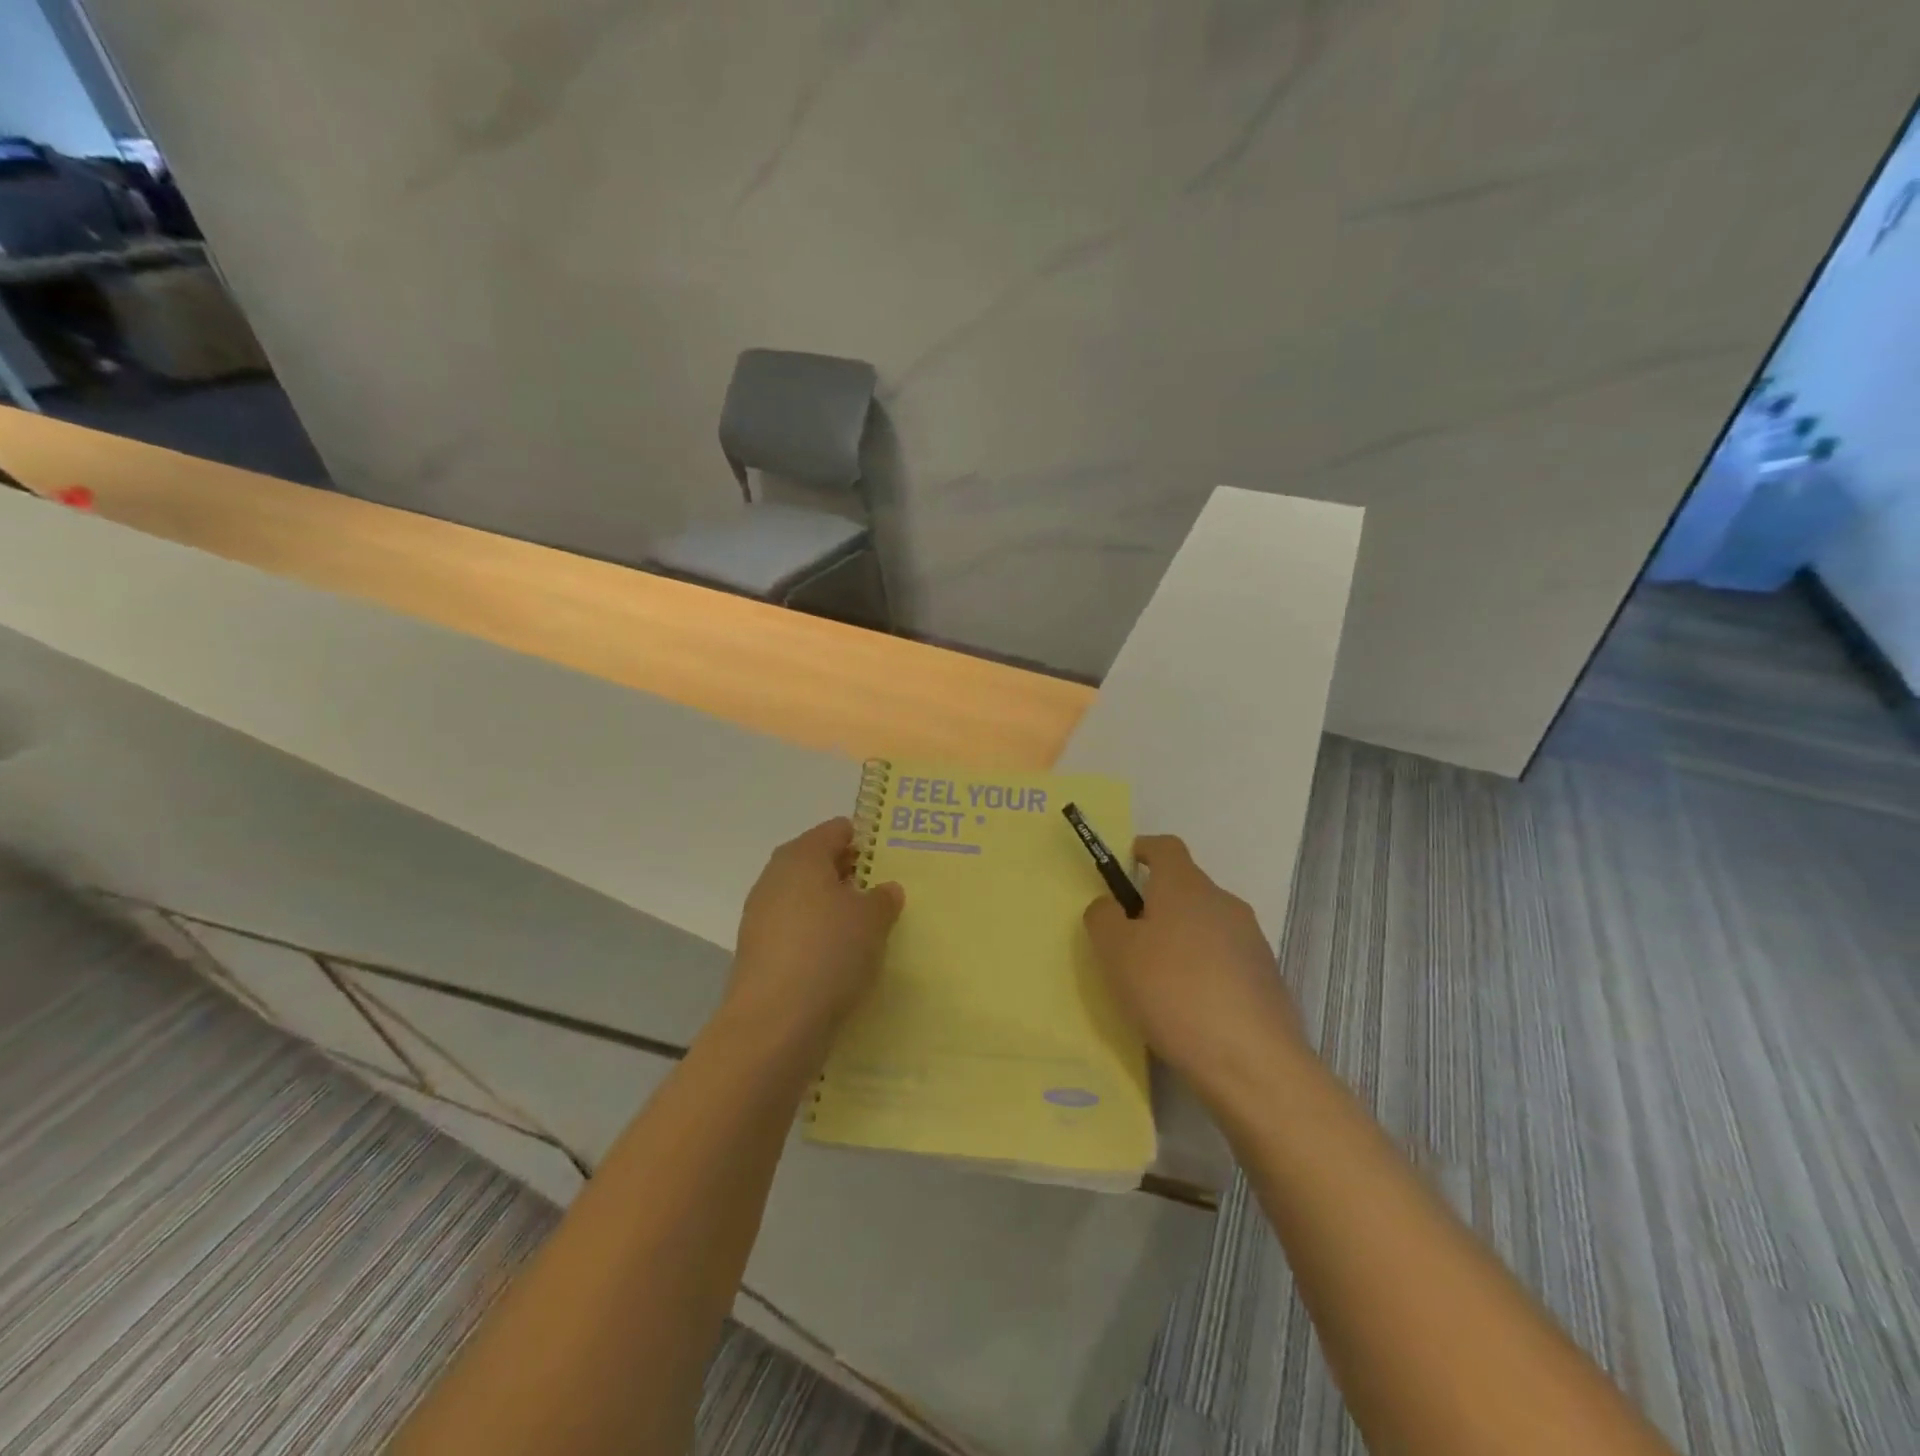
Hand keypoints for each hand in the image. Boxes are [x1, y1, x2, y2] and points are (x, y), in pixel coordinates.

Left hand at [723, 818, 903, 1055]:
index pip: (835, 830)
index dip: (863, 840)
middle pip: (815, 863)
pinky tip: (839, 957)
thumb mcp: (872, 920)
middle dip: (847, 874)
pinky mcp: (757, 952)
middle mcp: (775, 878)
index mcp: (802, 856)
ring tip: (865, 928)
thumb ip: (882, 899)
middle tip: (881, 892)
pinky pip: (794, 931)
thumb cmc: (829, 953)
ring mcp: (761, 916)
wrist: (774, 1023)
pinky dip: (815, 936)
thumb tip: (885, 889)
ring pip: (804, 898)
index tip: (888, 859)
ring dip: (830, 907)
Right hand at [1083, 834, 1307, 1092]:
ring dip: (1182, 939)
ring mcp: (1251, 939)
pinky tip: (1190, 1008)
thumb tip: (1111, 906)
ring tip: (1158, 981)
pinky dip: (1204, 970)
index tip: (1126, 866)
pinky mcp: (1266, 976)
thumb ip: (1103, 918)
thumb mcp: (1115, 952)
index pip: (1166, 847)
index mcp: (1185, 886)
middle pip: (1186, 887)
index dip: (1144, 850)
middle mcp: (1223, 902)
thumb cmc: (1171, 991)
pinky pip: (1225, 958)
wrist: (1251, 1061)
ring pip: (1206, 924)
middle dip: (1157, 904)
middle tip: (1130, 939)